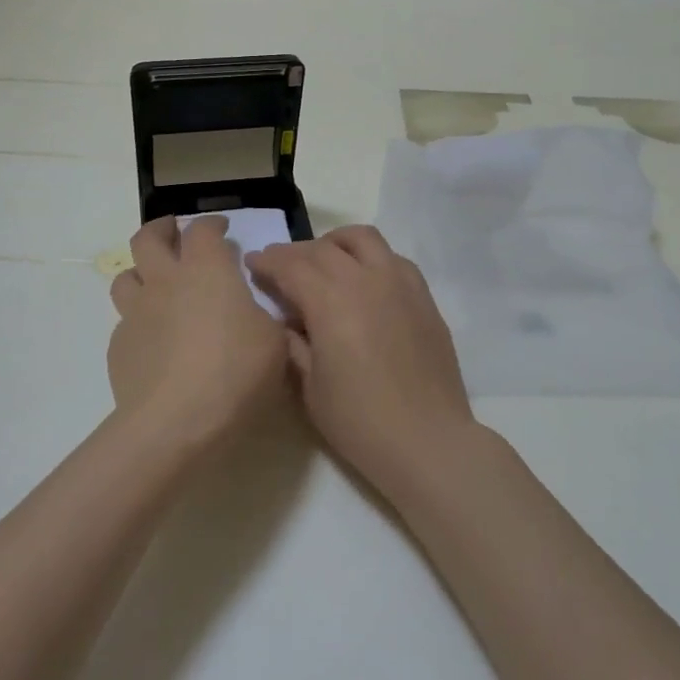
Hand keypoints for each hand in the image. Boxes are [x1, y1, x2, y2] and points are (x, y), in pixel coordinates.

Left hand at [108, 216, 292, 447]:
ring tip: (157, 285)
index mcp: (207, 271)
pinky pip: (126, 322)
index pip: (202, 230)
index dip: (212, 225)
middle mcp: (165, 282)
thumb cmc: (235, 372)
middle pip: (147, 238)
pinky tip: (156, 341)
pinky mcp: (119, 346)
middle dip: (161, 229)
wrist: (175, 422)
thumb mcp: (274, 342)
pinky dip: (140, 321)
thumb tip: (253, 313)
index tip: (222, 230)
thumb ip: (263, 317)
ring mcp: (136, 313)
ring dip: (141, 273)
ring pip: (125, 276)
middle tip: (174, 234)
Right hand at [248, 226, 476, 497]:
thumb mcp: (310, 387)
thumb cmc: (360, 422)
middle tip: (279, 266)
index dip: (267, 261)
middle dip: (294, 252)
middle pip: (323, 248)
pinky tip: (363, 280)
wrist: (427, 440)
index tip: (252, 262)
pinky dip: (369, 258)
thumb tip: (285, 319)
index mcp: (332, 302)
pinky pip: (392, 257)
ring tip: (322, 261)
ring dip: (335, 243)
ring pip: (362, 239)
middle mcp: (366, 279)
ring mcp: (400, 282)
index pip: (291, 265)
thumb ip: (293, 343)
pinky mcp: (423, 295)